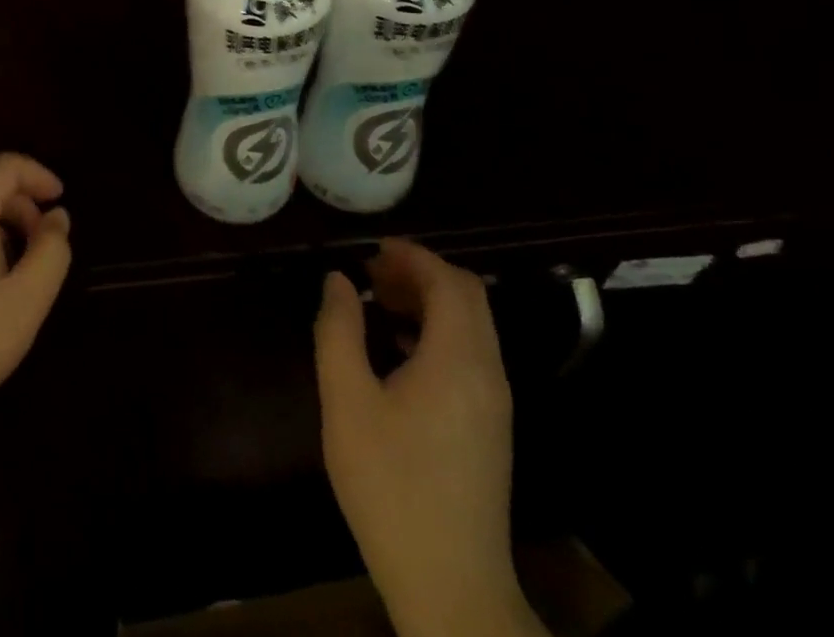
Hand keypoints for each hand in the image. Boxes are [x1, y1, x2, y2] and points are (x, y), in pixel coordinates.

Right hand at [315, 241, 542, 636]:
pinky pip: (470, 355)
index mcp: (458, 359)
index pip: (449, 281)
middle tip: (372, 273)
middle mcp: (488, 372)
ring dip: (428, 302)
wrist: (450, 583)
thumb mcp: (346, 400)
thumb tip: (339, 280)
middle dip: (420, 273)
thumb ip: (338, 330)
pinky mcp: (491, 426)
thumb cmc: (390, 483)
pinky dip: (437, 333)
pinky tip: (397, 350)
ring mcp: (495, 402)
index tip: (371, 249)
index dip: (412, 255)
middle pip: (467, 297)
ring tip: (378, 303)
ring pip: (471, 326)